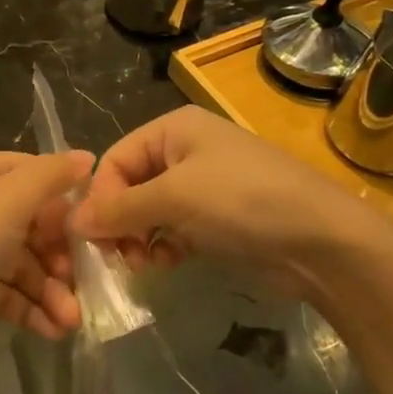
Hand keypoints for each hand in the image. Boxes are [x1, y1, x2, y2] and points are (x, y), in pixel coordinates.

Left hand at [0, 150, 92, 382]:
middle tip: (86, 287)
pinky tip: (53, 331)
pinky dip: (30, 308)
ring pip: (22, 263)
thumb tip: (86, 156)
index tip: (97, 232)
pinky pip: (6, 292)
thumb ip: (50, 176)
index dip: (69, 201)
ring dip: (51, 290)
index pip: (37, 175)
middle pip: (34, 223)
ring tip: (71, 322)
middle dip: (62, 257)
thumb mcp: (7, 201)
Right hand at [72, 108, 367, 297]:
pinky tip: (169, 263)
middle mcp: (185, 151)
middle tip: (118, 257)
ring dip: (139, 239)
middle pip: (130, 186)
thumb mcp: (175, 198)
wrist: (321, 240)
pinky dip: (164, 246)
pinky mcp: (217, 220)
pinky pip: (173, 230)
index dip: (100, 197)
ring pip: (149, 212)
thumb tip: (72, 222)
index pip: (115, 159)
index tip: (95, 237)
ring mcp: (204, 187)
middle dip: (120, 222)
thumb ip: (120, 209)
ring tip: (144, 264)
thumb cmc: (243, 201)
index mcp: (174, 129)